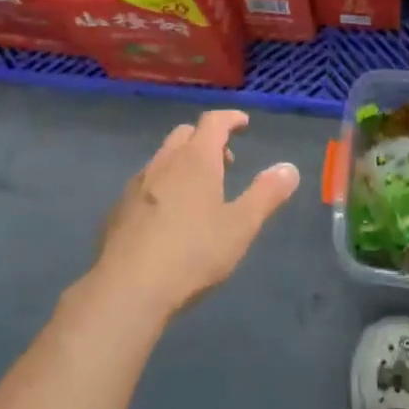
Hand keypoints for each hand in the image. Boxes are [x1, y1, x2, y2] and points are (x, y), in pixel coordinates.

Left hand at [91, 110, 299, 321]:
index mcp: (195, 160)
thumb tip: (289, 168)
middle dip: (207, 140)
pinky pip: (146, 184)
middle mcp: (164, 163)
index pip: (213, 122)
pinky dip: (163, 185)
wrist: (128, 289)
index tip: (243, 124)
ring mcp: (136, 185)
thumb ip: (266, 194)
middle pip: (185, 134)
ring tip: (200, 191)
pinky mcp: (119, 210)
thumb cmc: (193, 253)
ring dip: (184, 162)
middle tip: (226, 162)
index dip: (230, 119)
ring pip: (163, 159)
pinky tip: (169, 217)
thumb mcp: (241, 226)